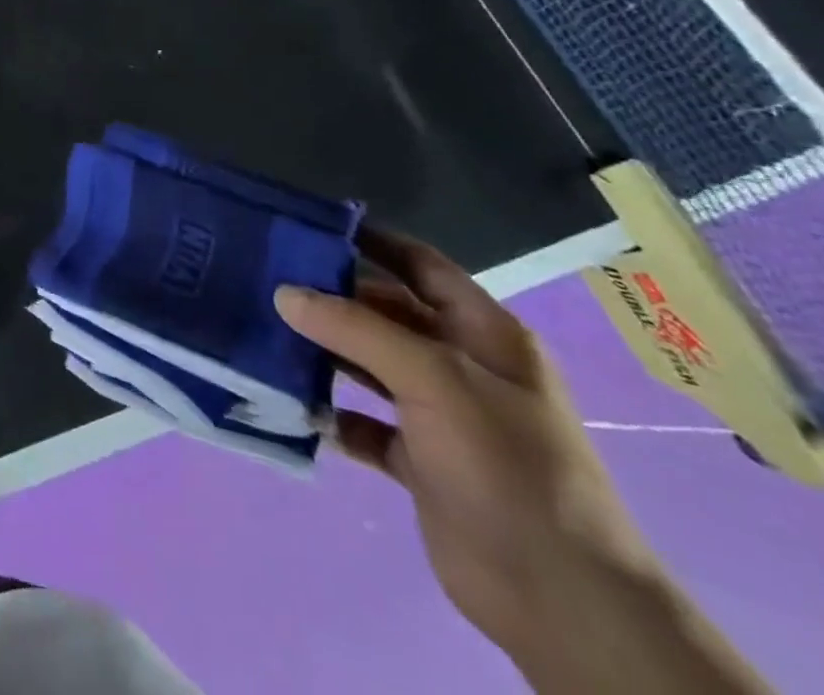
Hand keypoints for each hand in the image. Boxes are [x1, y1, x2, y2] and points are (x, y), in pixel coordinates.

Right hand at [275, 227, 657, 658]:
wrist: (560, 598)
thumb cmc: (505, 465)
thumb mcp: (433, 379)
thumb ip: (355, 328)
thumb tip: (284, 292)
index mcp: (484, 334)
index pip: (420, 265)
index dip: (370, 240)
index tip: (306, 226)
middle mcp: (462, 366)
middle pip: (385, 312)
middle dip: (330, 296)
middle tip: (264, 279)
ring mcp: (441, 415)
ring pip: (368, 365)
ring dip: (323, 352)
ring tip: (264, 333)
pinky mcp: (420, 460)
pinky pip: (363, 422)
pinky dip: (331, 413)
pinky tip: (294, 405)